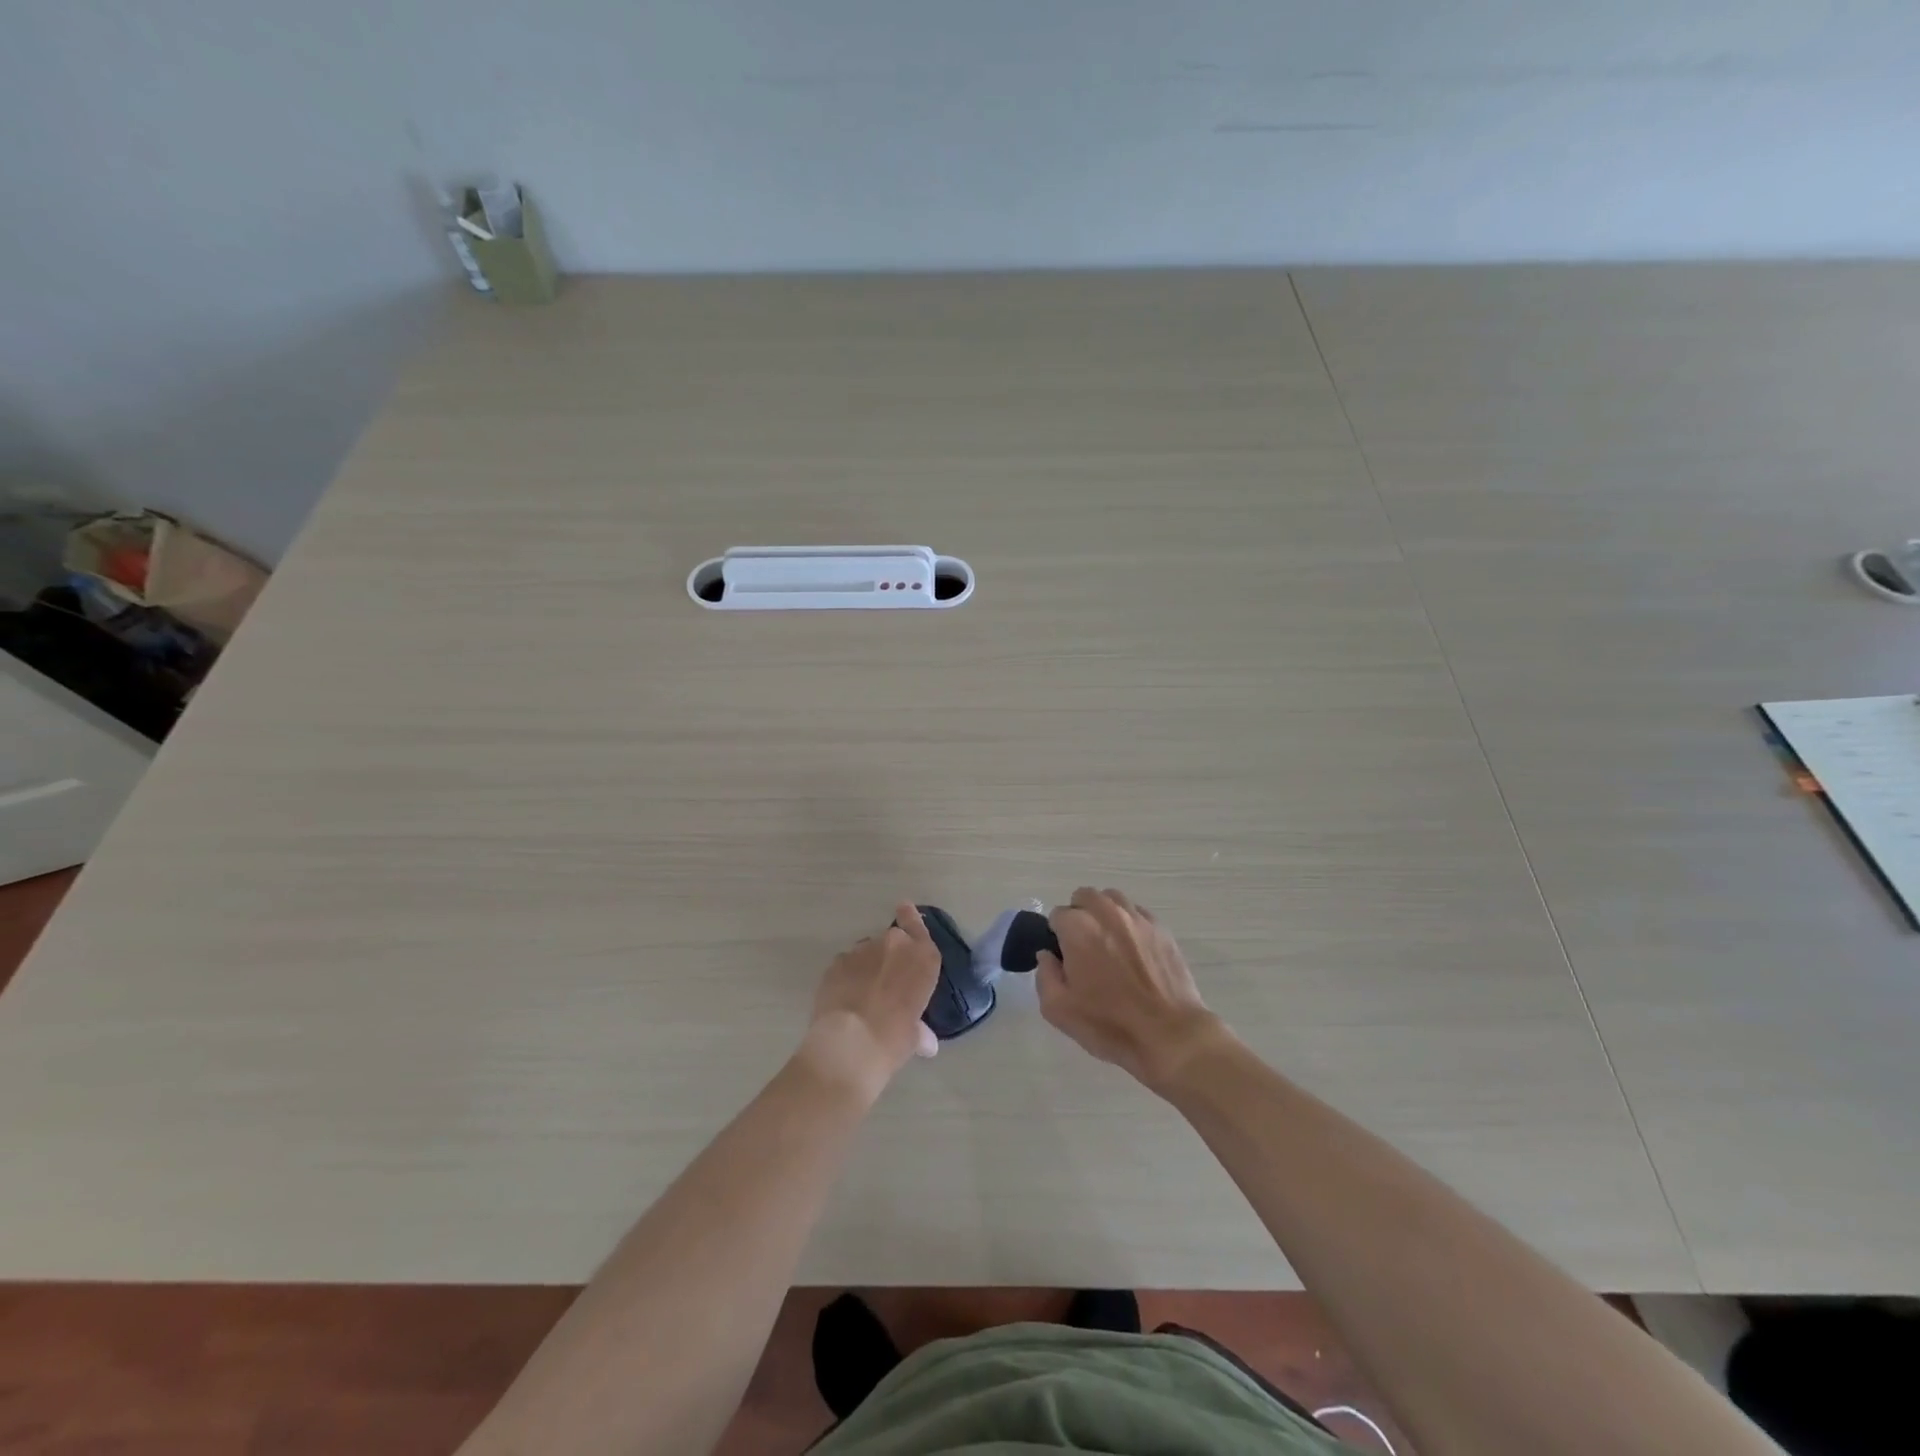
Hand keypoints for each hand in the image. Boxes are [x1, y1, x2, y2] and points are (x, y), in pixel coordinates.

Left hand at [798, 903, 941, 1101]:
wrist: (850, 1043)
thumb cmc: (894, 1039)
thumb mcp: (914, 1037)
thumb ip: (920, 1030)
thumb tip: (926, 1040)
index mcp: (922, 958)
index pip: (918, 927)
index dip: (911, 917)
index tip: (904, 907)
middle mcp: (894, 944)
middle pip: (892, 940)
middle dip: (889, 955)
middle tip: (886, 982)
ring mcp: (862, 950)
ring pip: (866, 952)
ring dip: (867, 966)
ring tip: (862, 995)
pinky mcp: (836, 961)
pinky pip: (845, 965)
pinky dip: (846, 976)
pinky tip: (844, 999)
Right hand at [1038, 887, 1227, 1091]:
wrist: (1169, 1034)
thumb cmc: (1109, 1024)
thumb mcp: (1058, 1009)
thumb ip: (1044, 975)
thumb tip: (1047, 955)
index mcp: (1078, 928)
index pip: (1057, 915)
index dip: (1057, 936)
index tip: (1064, 959)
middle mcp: (1107, 913)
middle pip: (1084, 897)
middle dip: (1078, 916)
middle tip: (1083, 947)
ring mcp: (1137, 918)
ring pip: (1112, 899)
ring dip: (1103, 914)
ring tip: (1108, 943)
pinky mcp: (1161, 928)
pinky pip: (1137, 912)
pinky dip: (1129, 923)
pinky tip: (1133, 950)